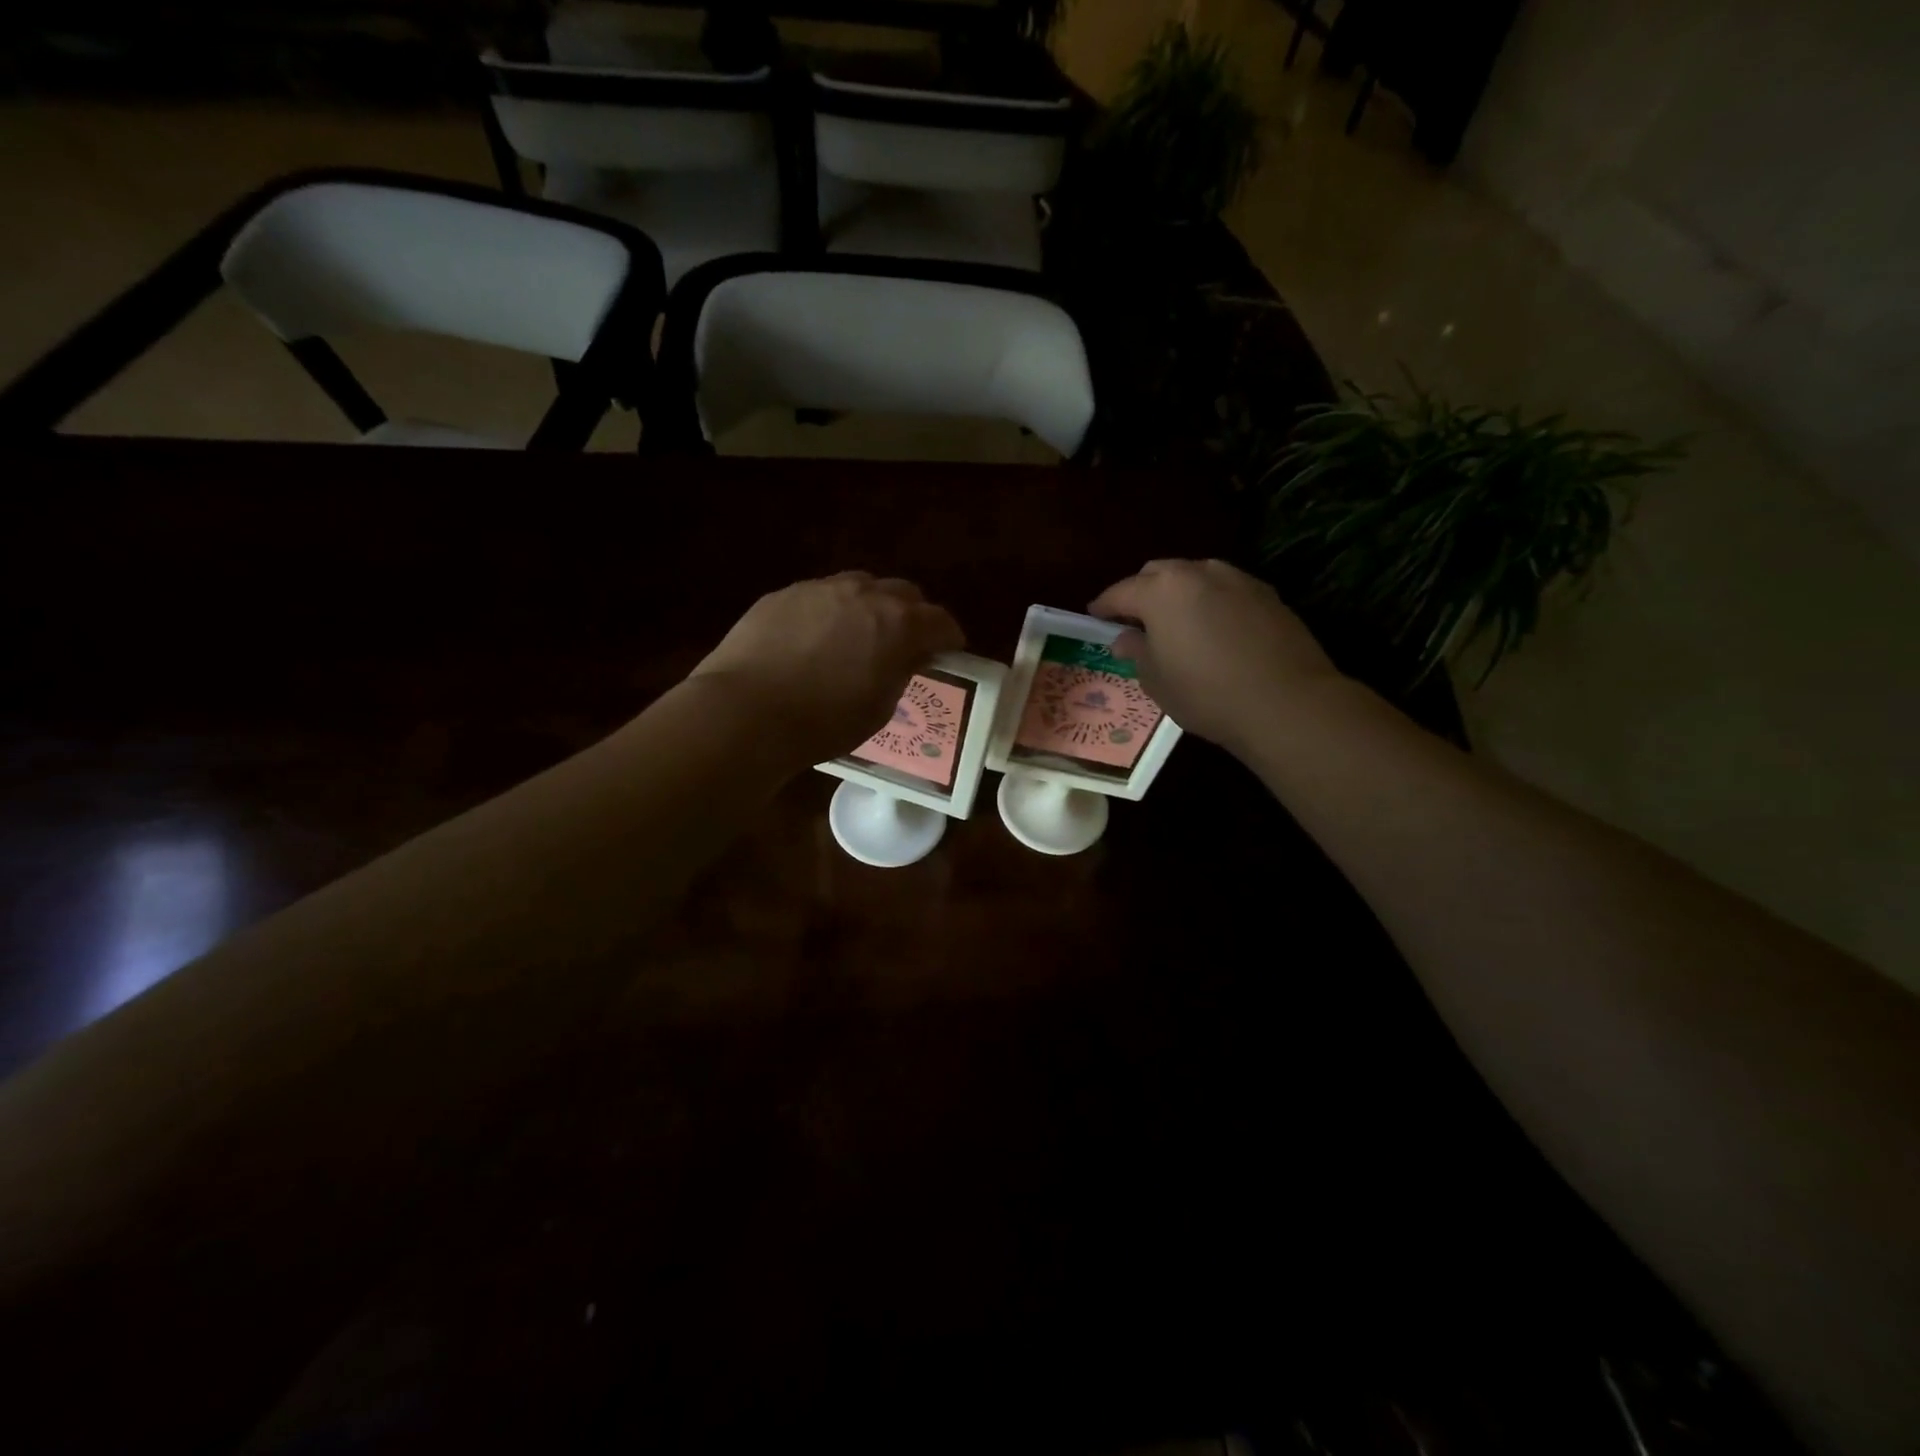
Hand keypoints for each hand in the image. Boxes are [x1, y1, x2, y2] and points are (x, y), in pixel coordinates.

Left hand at [690, 572, 964, 766]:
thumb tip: (908, 656)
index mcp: (899, 623)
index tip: (948, 652)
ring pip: (860, 585)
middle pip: (904, 592)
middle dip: (913, 614)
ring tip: (860, 634)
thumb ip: (901, 673)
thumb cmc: (824, 721)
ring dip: (871, 606)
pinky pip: (821, 595)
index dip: (949, 637)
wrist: (746, 711)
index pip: (940, 621)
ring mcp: (821, 588)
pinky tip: (815, 638)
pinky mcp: (784, 594)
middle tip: (906, 642)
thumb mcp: (879, 708)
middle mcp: (864, 593)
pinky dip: (831, 611)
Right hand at [1089, 559, 1342, 753]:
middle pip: (1158, 573)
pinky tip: (1214, 629)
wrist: (1285, 702)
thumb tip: (1125, 638)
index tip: (1095, 617)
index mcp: (1161, 591)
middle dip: (1142, 592)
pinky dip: (1211, 602)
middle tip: (1136, 621)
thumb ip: (1136, 652)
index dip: (1104, 606)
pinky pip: (1225, 589)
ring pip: (1195, 576)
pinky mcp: (1266, 594)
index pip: (1120, 592)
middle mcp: (1197, 573)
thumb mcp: (1157, 680)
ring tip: (1177, 623)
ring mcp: (1236, 579)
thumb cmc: (1206, 694)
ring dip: (1179, 593)